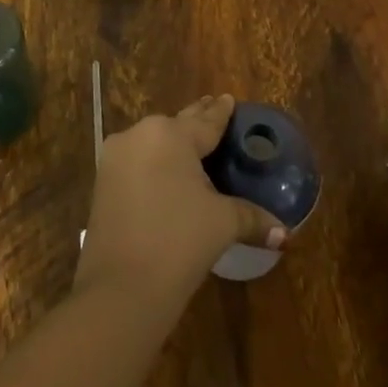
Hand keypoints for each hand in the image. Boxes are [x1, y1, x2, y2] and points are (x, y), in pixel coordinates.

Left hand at [76, 94, 284, 311]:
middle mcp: (140, 135)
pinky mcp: (103, 182)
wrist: (121, 288)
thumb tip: (284, 233)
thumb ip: (252, 218)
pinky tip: (166, 172)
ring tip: (193, 145)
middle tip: (214, 111)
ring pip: (153, 142)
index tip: (229, 98)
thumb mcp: (221, 224)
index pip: (205, 121)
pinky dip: (154, 163)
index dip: (221, 112)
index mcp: (171, 135)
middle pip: (177, 126)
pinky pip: (136, 161)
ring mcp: (116, 157)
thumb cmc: (179, 242)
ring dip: (173, 144)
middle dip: (196, 122)